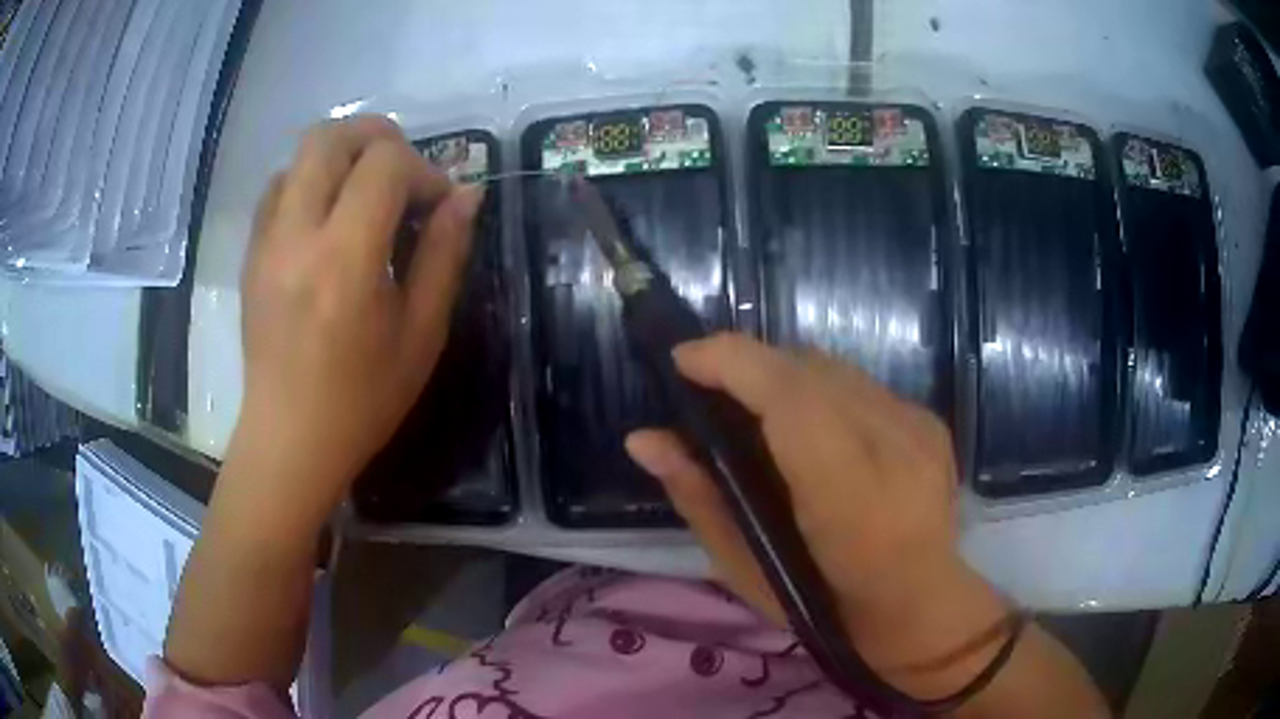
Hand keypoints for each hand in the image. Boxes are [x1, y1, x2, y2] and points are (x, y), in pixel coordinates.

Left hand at [230, 115, 483, 530]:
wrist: (289, 439)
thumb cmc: (362, 399)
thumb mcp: (421, 334)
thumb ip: (444, 254)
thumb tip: (466, 194)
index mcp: (344, 259)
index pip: (385, 164)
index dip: (424, 169)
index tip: (438, 204)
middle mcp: (296, 235)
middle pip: (331, 136)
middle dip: (377, 137)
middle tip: (403, 170)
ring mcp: (266, 241)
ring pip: (300, 153)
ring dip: (342, 155)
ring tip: (367, 192)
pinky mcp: (251, 252)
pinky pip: (279, 186)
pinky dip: (311, 180)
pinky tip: (330, 217)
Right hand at [626, 333, 1008, 692]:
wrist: (922, 607)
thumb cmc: (826, 608)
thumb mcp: (747, 573)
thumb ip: (698, 499)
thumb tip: (645, 440)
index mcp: (849, 495)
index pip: (789, 397)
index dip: (732, 363)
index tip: (683, 361)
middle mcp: (893, 443)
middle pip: (809, 367)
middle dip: (749, 365)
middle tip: (711, 392)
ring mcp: (918, 425)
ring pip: (834, 367)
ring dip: (784, 376)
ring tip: (756, 410)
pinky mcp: (930, 419)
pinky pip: (859, 383)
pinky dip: (820, 391)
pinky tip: (810, 427)